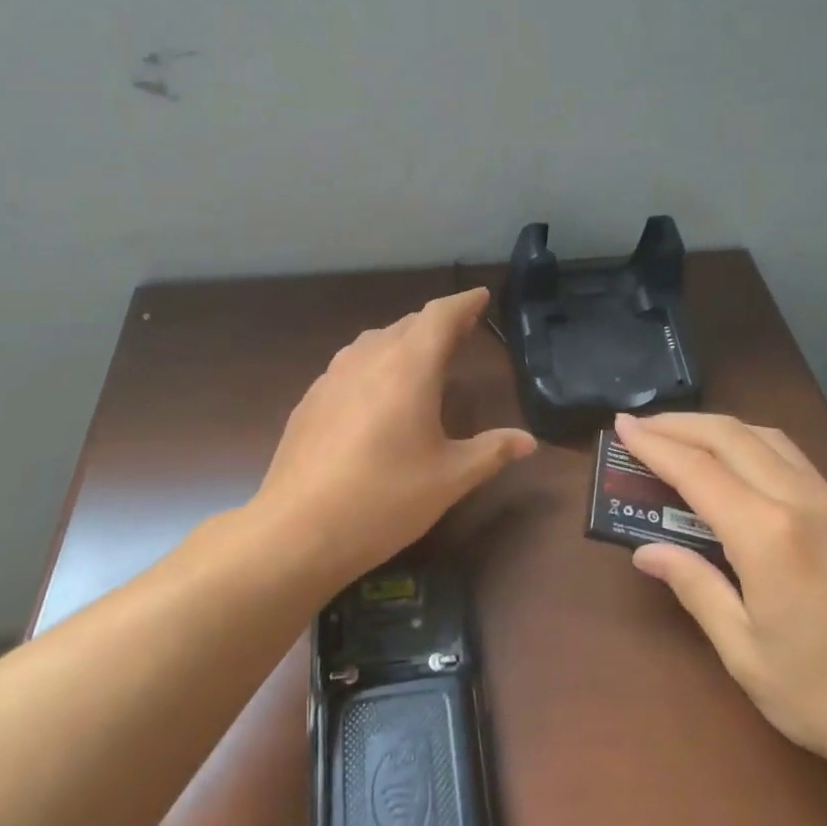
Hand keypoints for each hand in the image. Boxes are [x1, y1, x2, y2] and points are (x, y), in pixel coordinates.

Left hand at [254, 289, 536, 584]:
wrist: (298, 529)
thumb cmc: (385, 498)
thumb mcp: (450, 478)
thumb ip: (491, 451)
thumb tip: (528, 442)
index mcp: (410, 366)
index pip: (440, 315)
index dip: (463, 303)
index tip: (480, 297)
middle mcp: (369, 358)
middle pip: (408, 324)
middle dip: (437, 323)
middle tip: (462, 331)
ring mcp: (333, 376)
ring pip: (376, 341)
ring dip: (403, 341)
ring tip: (422, 357)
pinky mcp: (311, 399)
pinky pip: (351, 364)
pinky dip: (375, 364)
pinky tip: (376, 393)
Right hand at [615, 412, 826, 821]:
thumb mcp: (746, 653)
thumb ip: (696, 588)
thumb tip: (648, 552)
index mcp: (769, 534)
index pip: (697, 471)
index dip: (654, 445)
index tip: (621, 426)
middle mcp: (803, 501)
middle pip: (732, 437)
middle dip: (681, 424)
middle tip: (641, 425)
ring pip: (769, 439)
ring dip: (720, 428)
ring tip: (684, 437)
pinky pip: (794, 459)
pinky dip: (754, 445)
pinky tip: (741, 466)